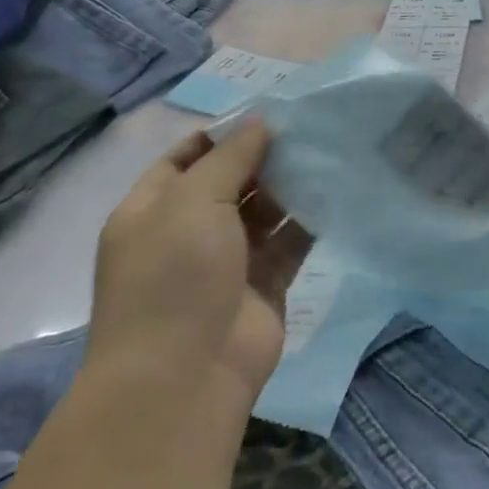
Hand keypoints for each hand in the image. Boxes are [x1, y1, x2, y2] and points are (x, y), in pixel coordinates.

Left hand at [90, 122, 310, 404]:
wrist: (185, 375)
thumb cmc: (175, 276)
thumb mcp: (193, 201)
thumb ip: (231, 157)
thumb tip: (260, 121)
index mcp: (153, 210)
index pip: (187, 158)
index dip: (224, 134)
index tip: (269, 113)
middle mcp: (188, 232)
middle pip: (231, 181)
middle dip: (265, 156)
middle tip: (310, 127)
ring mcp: (228, 260)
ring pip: (264, 211)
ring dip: (290, 186)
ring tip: (328, 152)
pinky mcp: (265, 284)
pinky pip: (289, 242)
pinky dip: (308, 220)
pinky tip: (335, 192)